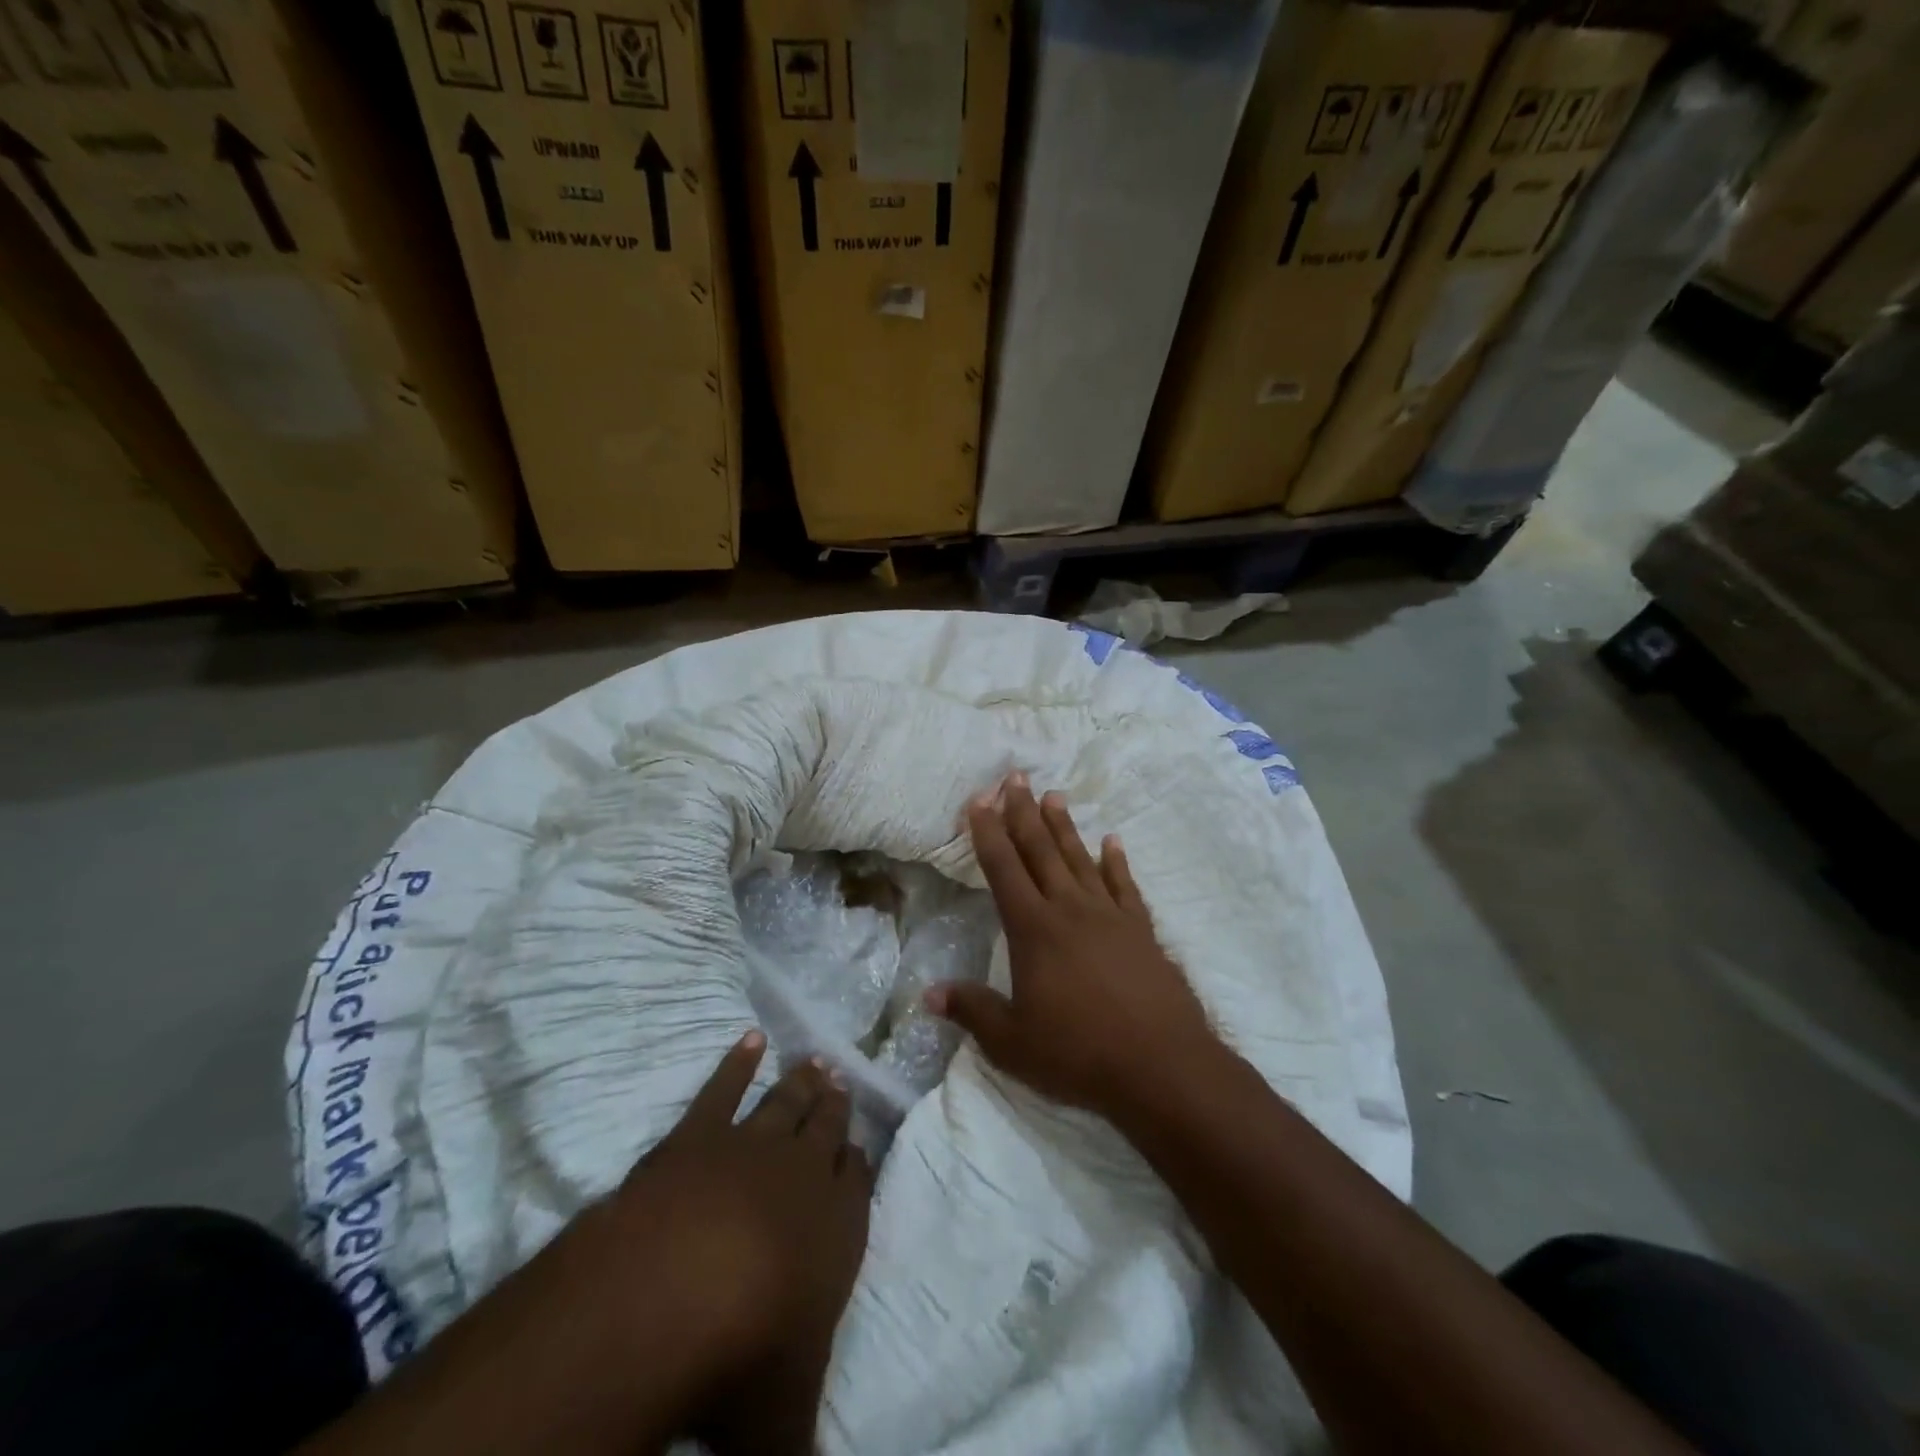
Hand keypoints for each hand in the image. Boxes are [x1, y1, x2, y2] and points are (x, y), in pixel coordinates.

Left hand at [306, 1035, 870, 1455]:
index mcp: (835, 1230)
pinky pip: (722, 1089)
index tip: (859, 1142)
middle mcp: (801, 1176)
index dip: (858, 1161)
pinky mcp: (696, 1135)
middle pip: (826, 1128)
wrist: (668, 1297)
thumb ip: (804, 1440)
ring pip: (786, 1103)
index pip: (858, 1181)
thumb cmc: (742, 1360)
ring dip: (801, 1082)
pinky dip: (736, 1062)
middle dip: (835, 1106)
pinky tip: (748, 1038)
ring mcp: (748, 1147)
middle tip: (841, 1078)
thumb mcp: (782, 1423)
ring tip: (815, 1060)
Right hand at [926, 774, 1223, 1121]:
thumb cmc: (1079, 1053)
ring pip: (1080, 858)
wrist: (1161, 1066)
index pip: (1003, 870)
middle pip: (1041, 851)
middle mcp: (1070, 910)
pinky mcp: (1141, 929)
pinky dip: (1116, 861)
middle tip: (1015, 777)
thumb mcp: (1012, 1042)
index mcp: (1034, 930)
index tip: (979, 801)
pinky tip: (1112, 841)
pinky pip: (1125, 885)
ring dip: (1064, 826)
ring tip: (1054, 795)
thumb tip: (928, 994)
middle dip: (1024, 813)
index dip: (988, 834)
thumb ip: (971, 1011)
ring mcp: (1110, 916)